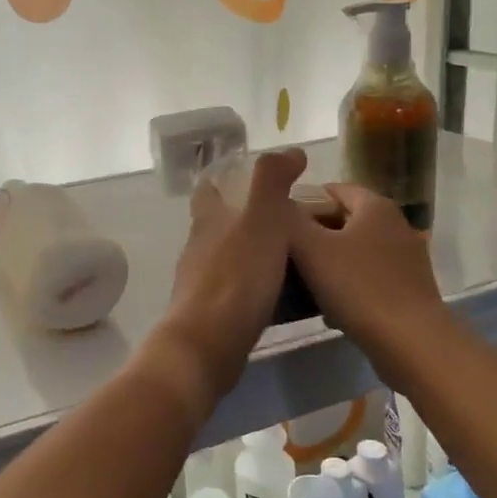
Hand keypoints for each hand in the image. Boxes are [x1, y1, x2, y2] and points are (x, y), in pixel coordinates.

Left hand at [159, 149, 307, 401]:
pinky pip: (239, 294)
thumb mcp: (262, 219)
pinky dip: (259, 290)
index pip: (208, 189)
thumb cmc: (236, 277)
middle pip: (221, 226)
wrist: (207, 346)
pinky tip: (284, 300)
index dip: (224, 179)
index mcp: (209, 220)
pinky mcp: (210, 316)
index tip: (252, 178)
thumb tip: (291, 151)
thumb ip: (273, 181)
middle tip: (293, 222)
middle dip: (249, 221)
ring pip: (231, 260)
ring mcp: (201, 284)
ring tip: (297, 260)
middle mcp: (200, 248)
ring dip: (257, 257)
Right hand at [288, 182, 453, 393]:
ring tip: (301, 284)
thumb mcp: (311, 249)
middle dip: (315, 235)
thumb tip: (281, 204)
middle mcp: (396, 224)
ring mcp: (407, 258)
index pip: (334, 189)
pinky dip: (349, 286)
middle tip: (285, 255)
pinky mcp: (410, 288)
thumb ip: (292, 221)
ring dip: (330, 263)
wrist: (410, 343)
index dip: (304, 202)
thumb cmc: (358, 287)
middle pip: (346, 220)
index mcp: (375, 207)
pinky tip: (330, 309)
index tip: (280, 224)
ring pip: (356, 251)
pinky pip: (370, 277)